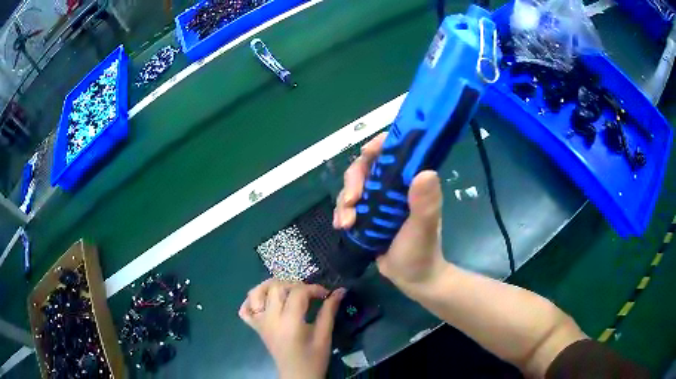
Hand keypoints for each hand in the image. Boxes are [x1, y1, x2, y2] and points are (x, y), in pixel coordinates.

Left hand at [239, 279, 345, 378]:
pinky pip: (245, 310)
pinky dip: (251, 301)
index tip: (326, 294)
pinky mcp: (256, 328)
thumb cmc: (314, 358)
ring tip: (285, 290)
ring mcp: (260, 323)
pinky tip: (265, 301)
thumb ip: (329, 311)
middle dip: (294, 284)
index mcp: (289, 323)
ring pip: (255, 293)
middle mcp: (271, 319)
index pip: (298, 293)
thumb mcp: (324, 335)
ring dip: (269, 286)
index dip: (314, 288)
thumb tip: (340, 291)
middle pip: (276, 288)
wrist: (297, 375)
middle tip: (308, 294)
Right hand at [333, 132, 447, 286]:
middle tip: (351, 201)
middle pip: (365, 168)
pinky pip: (347, 206)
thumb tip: (426, 173)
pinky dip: (341, 213)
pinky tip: (341, 226)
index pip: (393, 152)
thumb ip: (426, 203)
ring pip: (353, 187)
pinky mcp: (367, 216)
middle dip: (353, 181)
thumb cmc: (422, 252)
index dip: (379, 146)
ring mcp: (378, 201)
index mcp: (410, 183)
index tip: (367, 153)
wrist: (412, 278)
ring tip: (345, 223)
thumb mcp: (424, 228)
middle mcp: (393, 187)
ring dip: (343, 201)